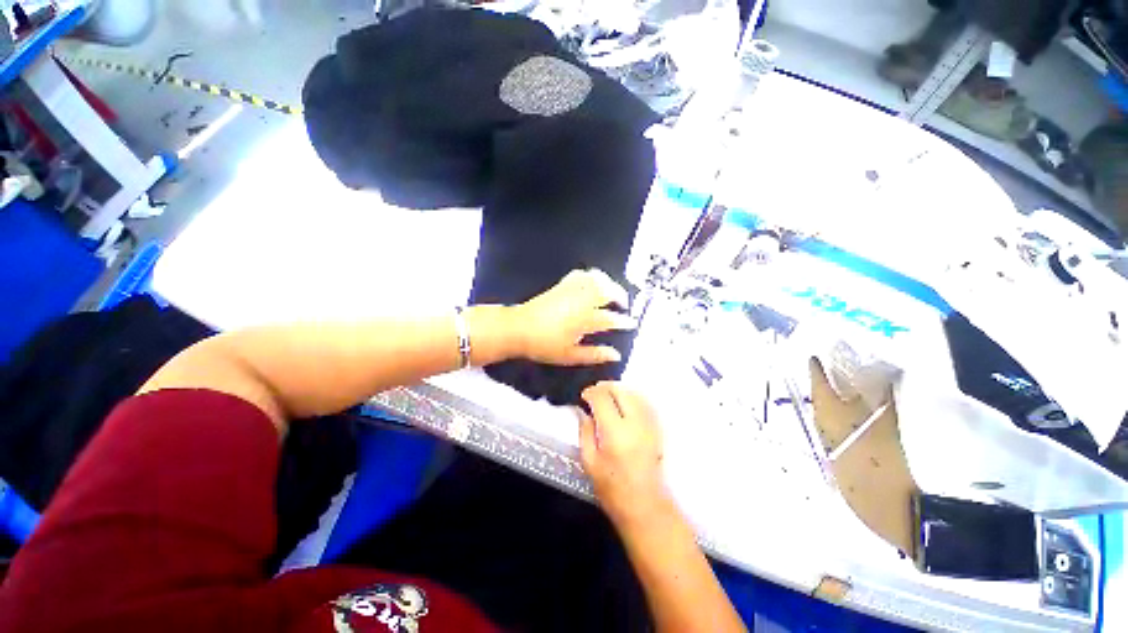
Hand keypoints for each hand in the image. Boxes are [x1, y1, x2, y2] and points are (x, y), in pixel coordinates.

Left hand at [511, 269, 636, 365]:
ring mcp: (571, 289)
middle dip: (620, 295)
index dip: (623, 321)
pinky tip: (592, 283)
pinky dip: (591, 276)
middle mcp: (581, 300)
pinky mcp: (562, 284)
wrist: (518, 328)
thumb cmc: (544, 345)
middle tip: (624, 304)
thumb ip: (595, 355)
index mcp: (585, 319)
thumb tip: (616, 355)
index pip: (611, 318)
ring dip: (608, 283)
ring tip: (612, 292)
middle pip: (607, 291)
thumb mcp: (570, 356)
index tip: (632, 323)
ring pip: (596, 278)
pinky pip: (581, 274)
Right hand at [579, 382, 671, 526]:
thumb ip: (585, 431)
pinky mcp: (656, 428)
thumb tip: (582, 410)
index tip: (583, 396)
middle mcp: (635, 423)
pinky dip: (631, 397)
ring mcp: (649, 424)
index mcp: (615, 433)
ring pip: (634, 393)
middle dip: (605, 387)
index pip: (602, 398)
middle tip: (594, 394)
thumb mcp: (590, 462)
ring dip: (618, 391)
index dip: (590, 392)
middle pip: (620, 390)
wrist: (645, 505)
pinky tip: (623, 404)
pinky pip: (644, 402)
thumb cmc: (612, 488)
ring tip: (607, 397)